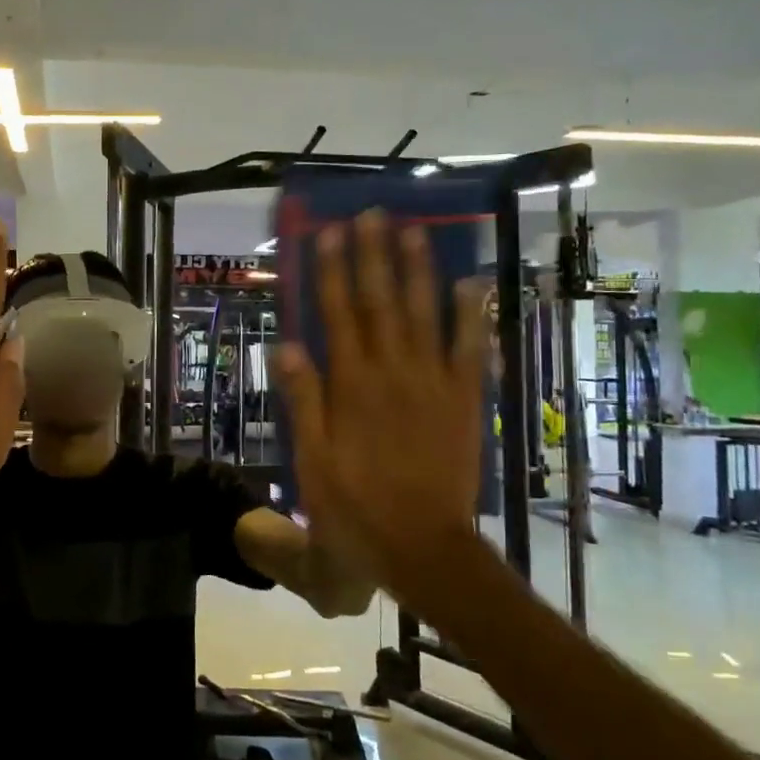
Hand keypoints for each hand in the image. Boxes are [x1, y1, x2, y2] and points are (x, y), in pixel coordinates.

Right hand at [273, 212, 491, 597]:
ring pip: (425, 314)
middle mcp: (392, 372)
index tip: (328, 233)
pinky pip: (471, 349)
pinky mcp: (465, 400)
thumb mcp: (312, 461)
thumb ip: (304, 400)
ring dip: (418, 270)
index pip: (337, 314)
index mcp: (351, 385)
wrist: (423, 545)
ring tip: (414, 231)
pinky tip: (471, 284)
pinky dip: (472, 315)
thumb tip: (287, 344)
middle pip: (381, 302)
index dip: (331, 271)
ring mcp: (433, 383)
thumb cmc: (356, 507)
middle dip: (374, 255)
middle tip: (372, 214)